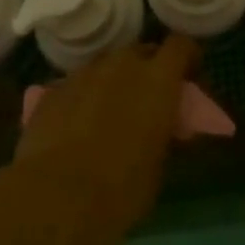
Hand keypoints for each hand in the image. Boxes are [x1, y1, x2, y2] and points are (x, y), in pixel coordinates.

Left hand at [12, 34, 199, 242]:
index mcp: (157, 80)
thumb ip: (165, 136)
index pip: (181, 45)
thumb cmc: (119, 190)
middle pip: (143, 52)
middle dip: (150, 70)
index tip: (189, 78)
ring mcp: (85, 73)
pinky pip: (80, 83)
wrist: (54, 198)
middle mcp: (123, 65)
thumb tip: (165, 128)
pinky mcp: (55, 89)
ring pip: (109, 65)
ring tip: (112, 112)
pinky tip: (79, 125)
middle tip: (149, 100)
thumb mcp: (158, 168)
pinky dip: (86, 96)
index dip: (188, 57)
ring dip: (116, 81)